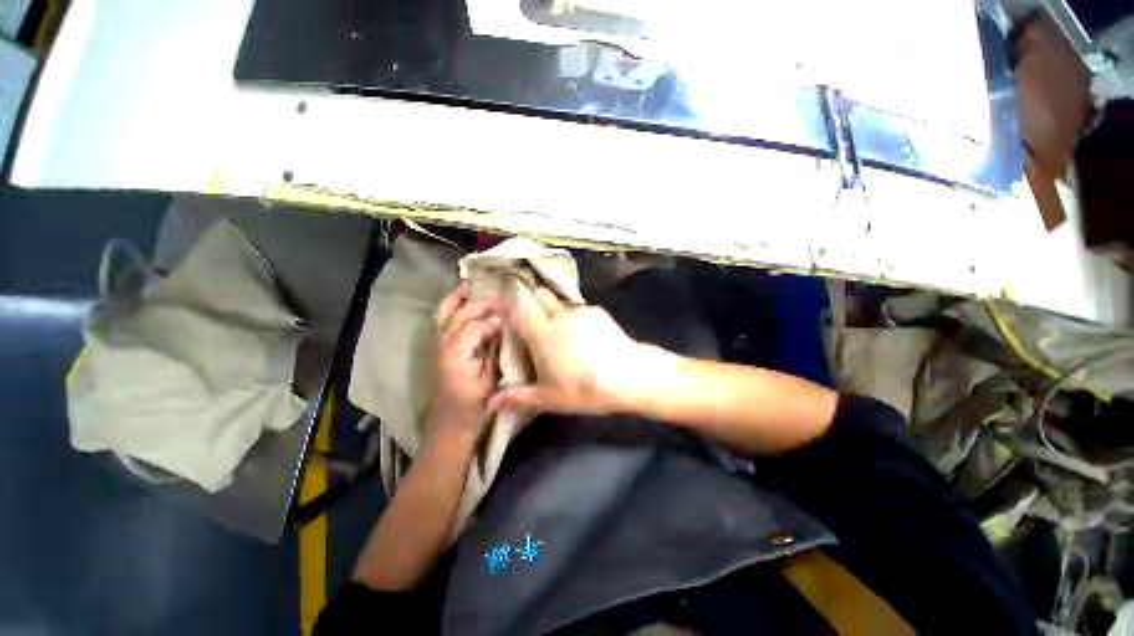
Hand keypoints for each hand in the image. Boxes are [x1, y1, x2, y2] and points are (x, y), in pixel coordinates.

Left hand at [429, 284, 502, 435]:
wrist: (451, 423)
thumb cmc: (474, 405)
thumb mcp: (490, 379)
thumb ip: (496, 350)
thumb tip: (503, 328)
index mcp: (456, 353)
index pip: (475, 326)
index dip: (494, 321)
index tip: (510, 320)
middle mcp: (443, 344)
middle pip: (459, 314)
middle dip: (480, 304)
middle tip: (501, 301)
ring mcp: (437, 345)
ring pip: (443, 313)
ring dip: (457, 299)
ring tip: (471, 286)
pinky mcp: (439, 348)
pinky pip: (442, 321)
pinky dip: (451, 308)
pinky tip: (463, 303)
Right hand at [489, 286, 662, 415]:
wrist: (630, 376)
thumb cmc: (584, 389)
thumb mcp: (549, 398)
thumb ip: (518, 396)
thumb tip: (492, 403)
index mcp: (542, 333)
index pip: (520, 304)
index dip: (511, 304)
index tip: (509, 316)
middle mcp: (559, 315)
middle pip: (540, 295)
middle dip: (533, 304)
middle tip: (535, 327)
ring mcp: (581, 311)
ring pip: (560, 304)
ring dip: (555, 314)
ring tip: (564, 338)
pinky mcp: (598, 312)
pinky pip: (579, 310)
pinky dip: (575, 320)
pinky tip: (586, 340)